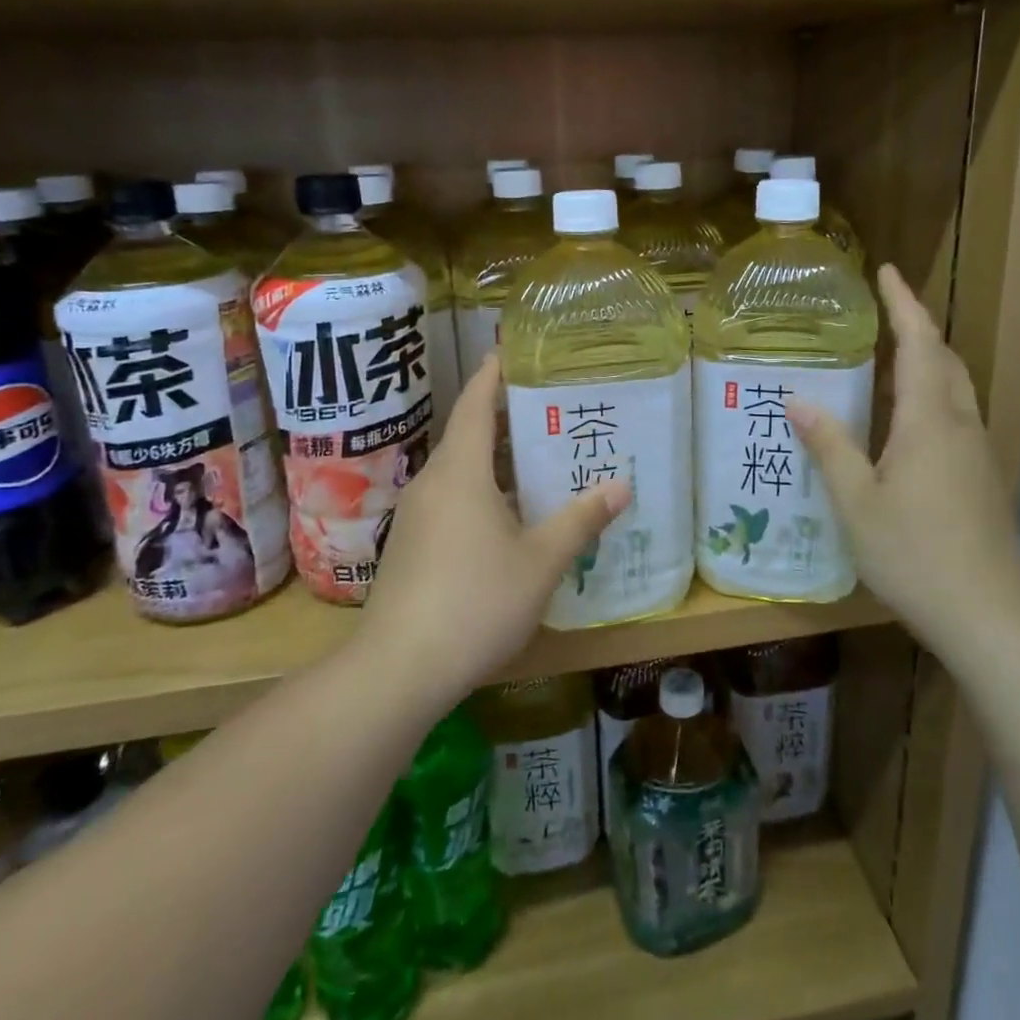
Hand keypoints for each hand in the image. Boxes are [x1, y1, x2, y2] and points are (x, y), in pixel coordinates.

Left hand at [359, 356, 629, 702]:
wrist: (398, 669)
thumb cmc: (476, 601)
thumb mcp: (541, 561)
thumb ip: (580, 520)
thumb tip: (621, 485)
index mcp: (461, 471)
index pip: (475, 404)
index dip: (493, 374)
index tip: (512, 350)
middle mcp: (433, 482)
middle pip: (468, 435)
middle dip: (506, 418)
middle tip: (551, 408)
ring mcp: (417, 515)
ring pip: (460, 471)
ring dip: (496, 460)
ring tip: (540, 459)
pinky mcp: (411, 545)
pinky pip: (451, 499)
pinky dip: (482, 492)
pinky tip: (510, 516)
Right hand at [788, 265, 1019, 648]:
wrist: (990, 615)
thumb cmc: (916, 554)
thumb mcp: (857, 502)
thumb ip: (830, 447)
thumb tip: (798, 400)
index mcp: (928, 421)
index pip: (918, 343)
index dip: (903, 304)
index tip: (887, 271)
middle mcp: (959, 425)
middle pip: (943, 359)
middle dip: (916, 328)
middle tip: (881, 314)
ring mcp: (977, 452)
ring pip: (953, 388)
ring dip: (925, 362)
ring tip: (885, 360)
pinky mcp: (981, 478)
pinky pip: (954, 416)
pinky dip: (929, 396)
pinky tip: (902, 423)